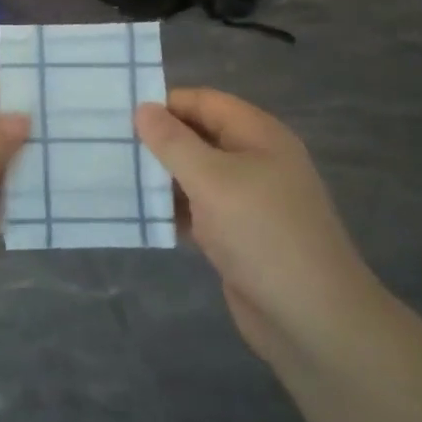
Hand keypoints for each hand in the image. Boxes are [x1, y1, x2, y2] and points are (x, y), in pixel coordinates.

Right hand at [135, 88, 385, 362]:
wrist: (311, 319)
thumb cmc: (262, 234)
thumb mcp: (212, 180)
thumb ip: (174, 142)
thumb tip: (143, 107)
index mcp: (258, 135)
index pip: (204, 102)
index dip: (165, 104)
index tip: (120, 115)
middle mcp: (255, 160)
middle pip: (199, 137)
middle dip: (158, 141)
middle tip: (110, 145)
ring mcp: (248, 200)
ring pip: (196, 175)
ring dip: (161, 177)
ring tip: (115, 176)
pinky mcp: (238, 235)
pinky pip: (198, 210)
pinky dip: (172, 210)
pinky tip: (139, 214)